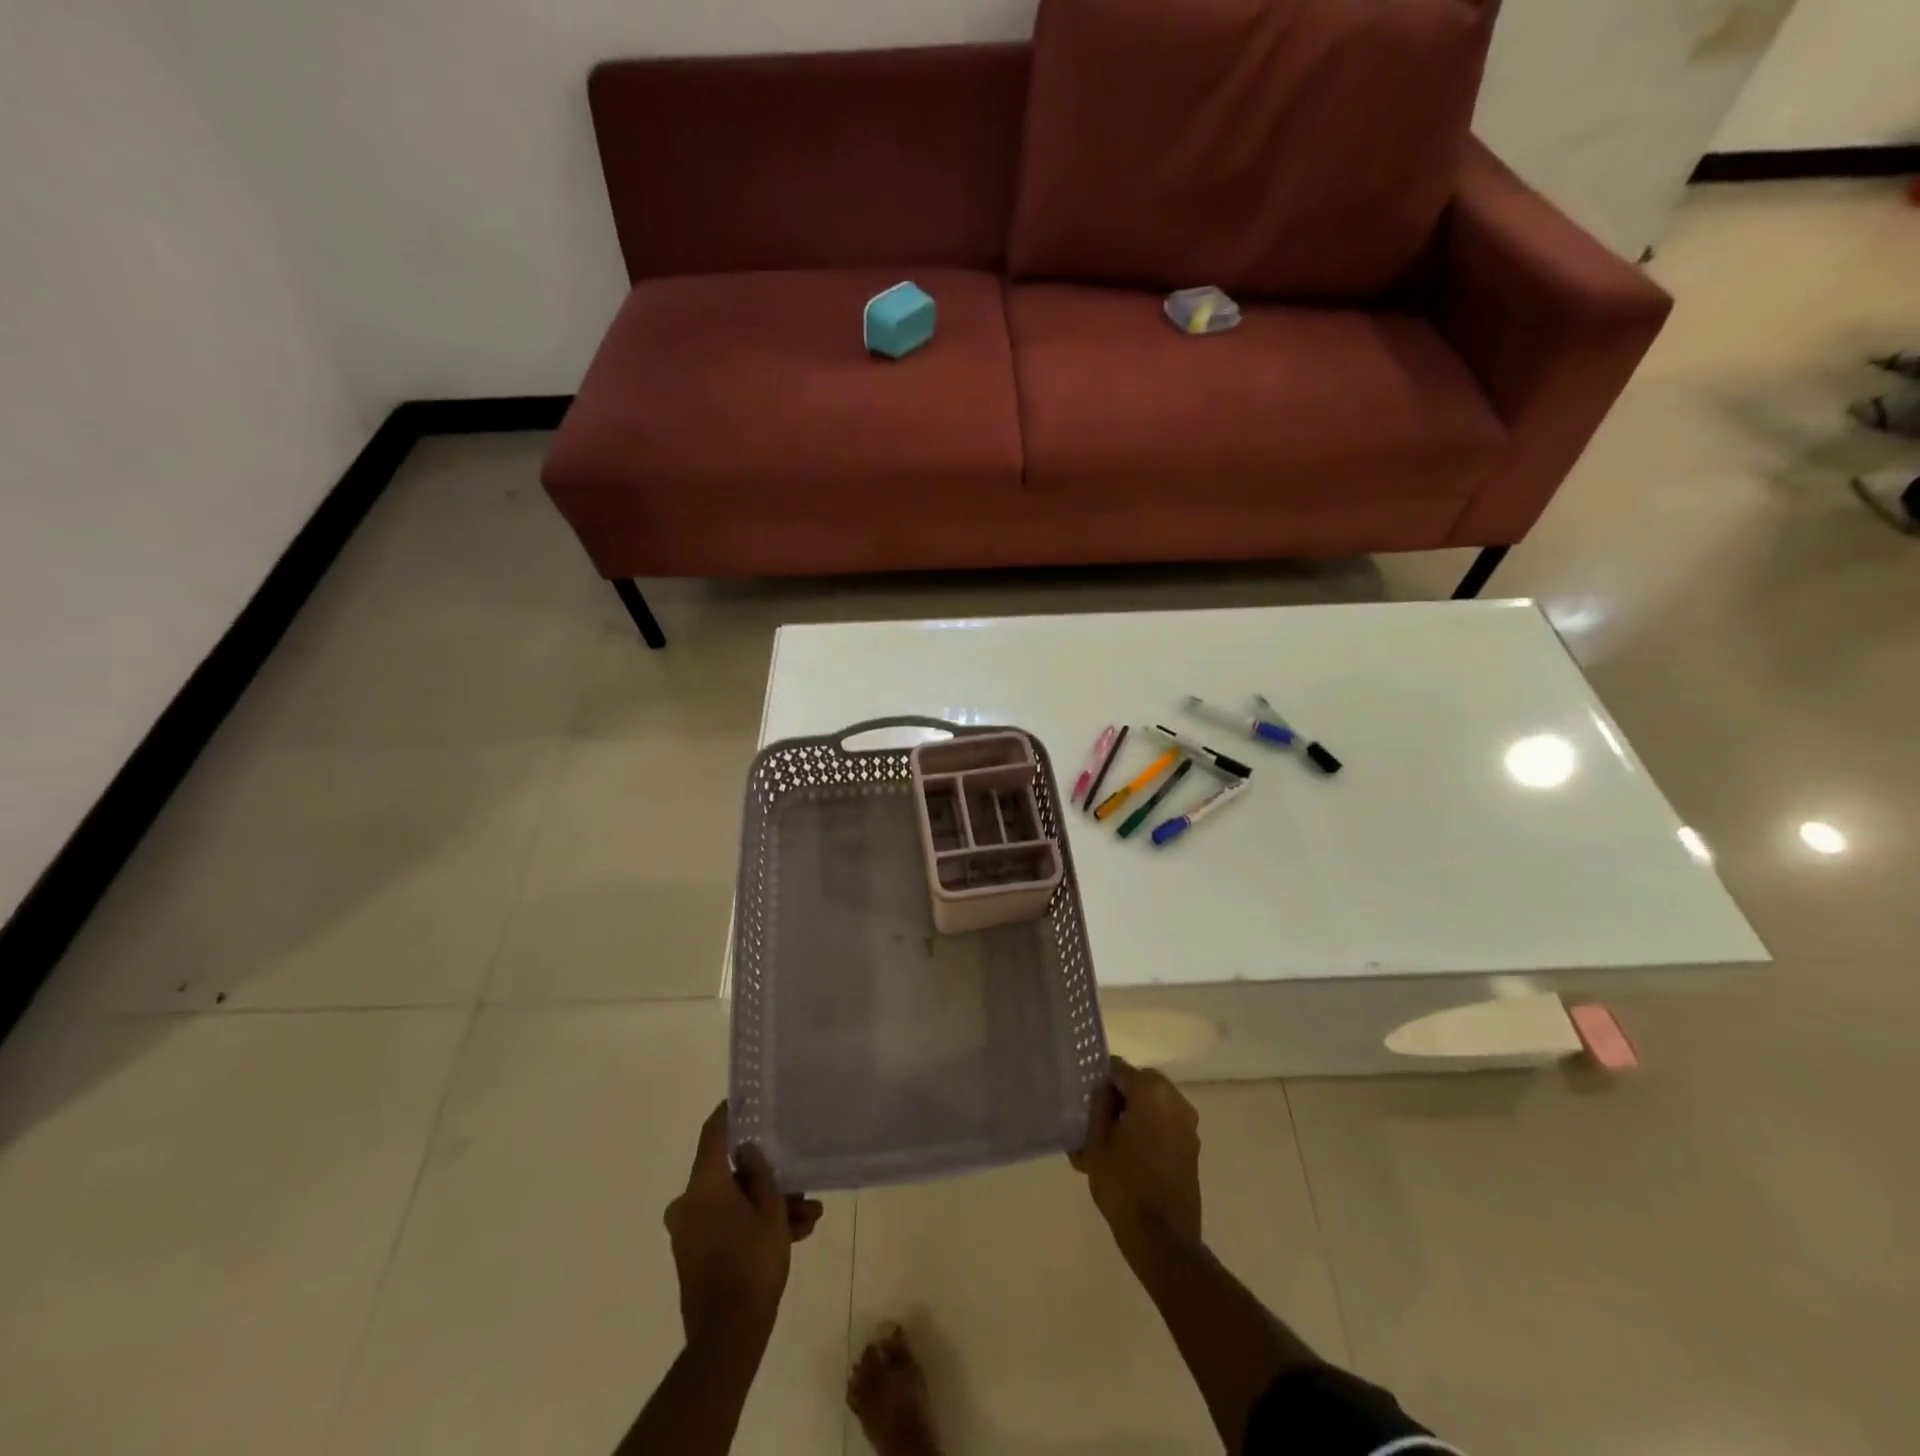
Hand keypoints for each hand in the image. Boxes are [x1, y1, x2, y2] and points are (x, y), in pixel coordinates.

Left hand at [664, 1103, 823, 1345]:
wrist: (728, 1337)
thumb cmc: (752, 1263)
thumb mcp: (771, 1210)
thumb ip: (760, 1174)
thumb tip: (749, 1151)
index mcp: (703, 1185)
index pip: (713, 1133)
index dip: (729, 1113)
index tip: (744, 1098)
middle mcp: (688, 1203)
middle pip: (731, 1175)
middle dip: (768, 1179)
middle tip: (799, 1185)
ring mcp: (688, 1232)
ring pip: (733, 1204)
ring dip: (768, 1207)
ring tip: (807, 1218)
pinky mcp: (694, 1256)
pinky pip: (726, 1226)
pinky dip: (753, 1226)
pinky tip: (792, 1234)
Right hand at [1070, 1057, 1201, 1250]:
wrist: (1163, 1239)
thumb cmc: (1123, 1186)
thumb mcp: (1096, 1143)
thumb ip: (1098, 1106)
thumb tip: (1103, 1090)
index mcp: (1150, 1092)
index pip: (1119, 1069)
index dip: (1101, 1083)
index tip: (1088, 1103)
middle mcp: (1175, 1100)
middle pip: (1140, 1083)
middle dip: (1121, 1096)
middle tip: (1099, 1121)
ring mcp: (1188, 1124)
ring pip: (1155, 1103)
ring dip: (1137, 1112)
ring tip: (1115, 1140)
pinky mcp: (1193, 1146)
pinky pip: (1166, 1122)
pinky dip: (1150, 1127)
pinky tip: (1132, 1154)